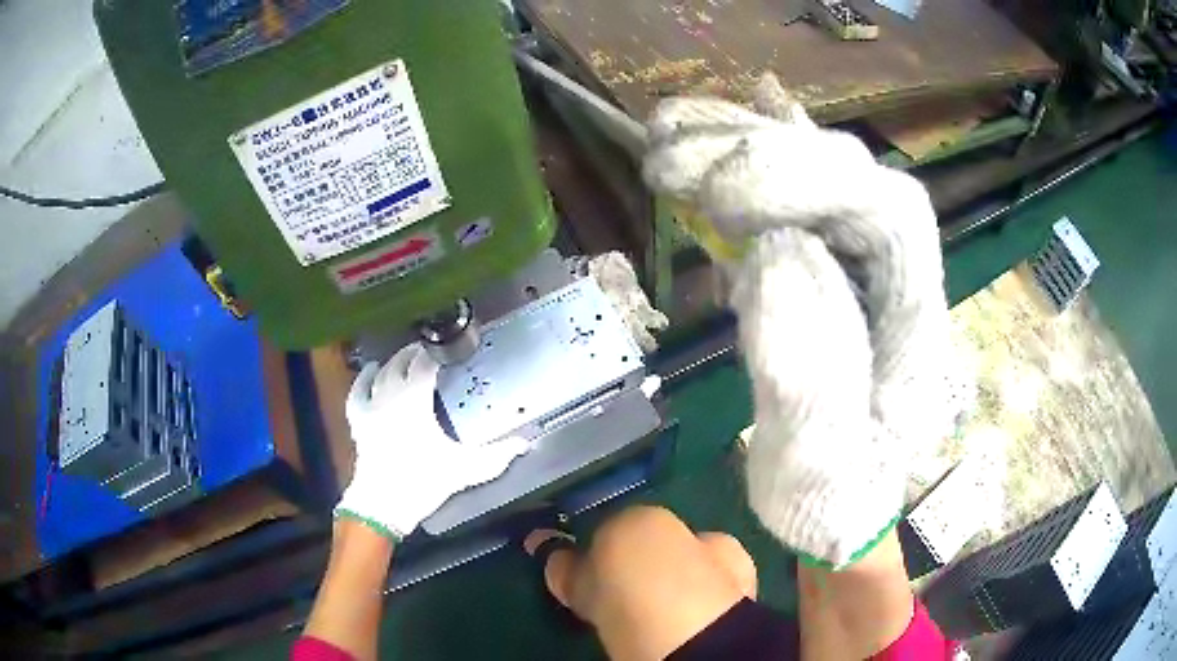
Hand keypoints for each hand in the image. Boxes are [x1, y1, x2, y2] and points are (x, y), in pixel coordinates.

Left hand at [336, 344, 529, 538]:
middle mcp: (390, 395)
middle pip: (401, 362)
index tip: (451, 348)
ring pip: (380, 372)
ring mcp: (371, 407)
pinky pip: (358, 391)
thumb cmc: (424, 481)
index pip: (425, 364)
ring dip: (394, 362)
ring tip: (406, 357)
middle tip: (432, 351)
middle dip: (416, 352)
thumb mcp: (465, 468)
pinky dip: (364, 378)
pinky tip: (370, 370)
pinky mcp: (358, 421)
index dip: (437, 352)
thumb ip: (497, 454)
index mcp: (415, 400)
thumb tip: (526, 442)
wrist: (383, 503)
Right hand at [643, 76, 955, 565]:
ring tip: (669, 133)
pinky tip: (706, 132)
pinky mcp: (821, 264)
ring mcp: (858, 263)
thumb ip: (807, 378)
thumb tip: (773, 255)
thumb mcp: (818, 470)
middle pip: (847, 175)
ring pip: (814, 171)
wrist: (842, 504)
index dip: (810, 184)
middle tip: (672, 155)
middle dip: (761, 154)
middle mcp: (894, 274)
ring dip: (742, 142)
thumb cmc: (835, 497)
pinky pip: (789, 195)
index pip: (889, 215)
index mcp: (914, 322)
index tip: (720, 196)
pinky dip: (744, 157)